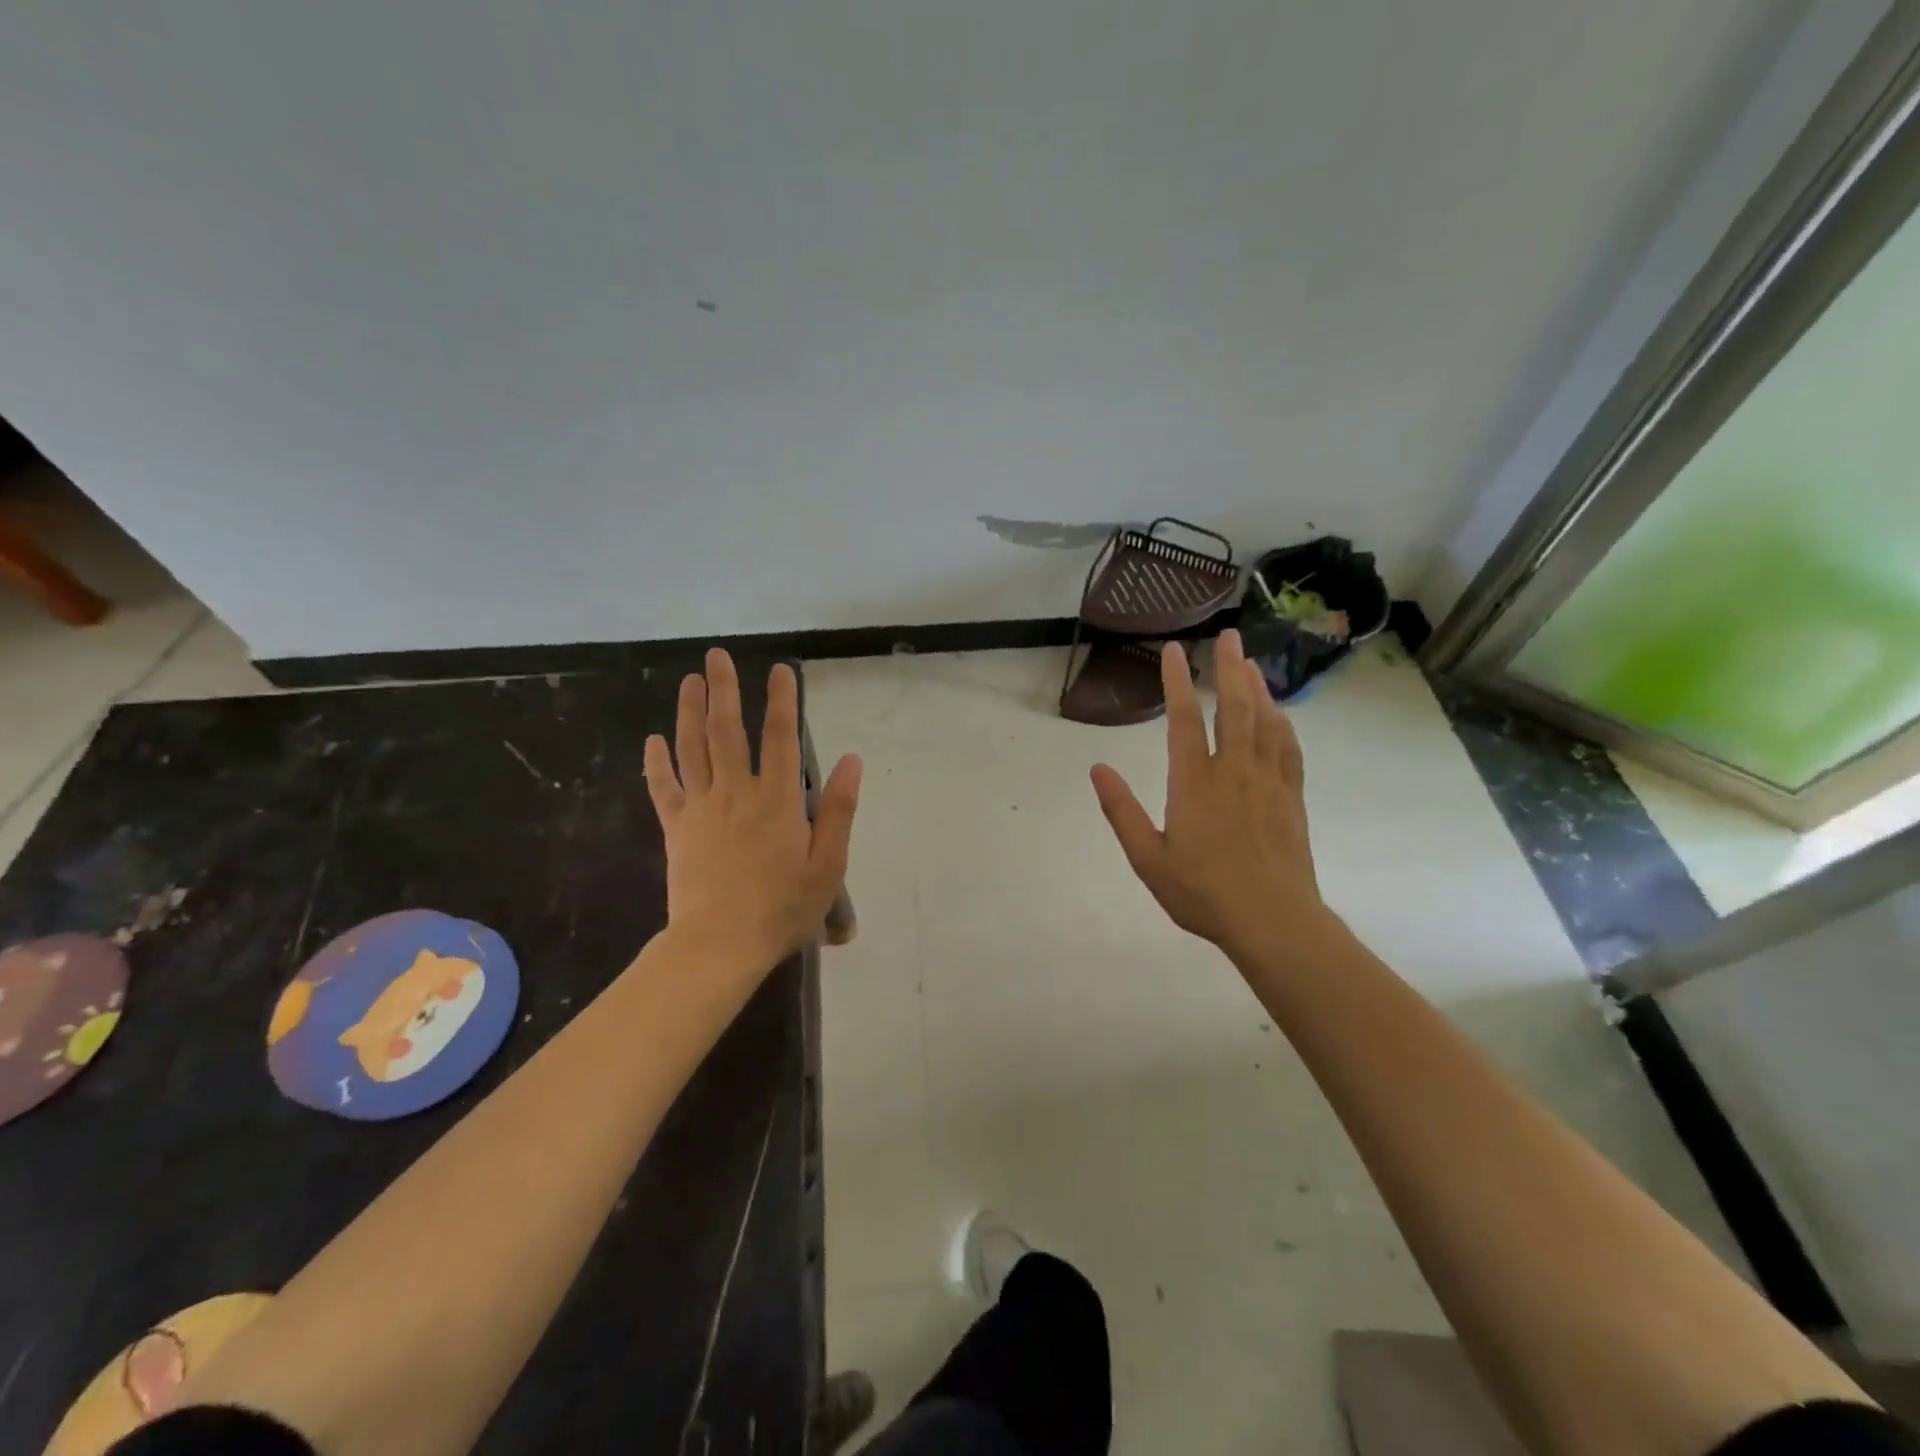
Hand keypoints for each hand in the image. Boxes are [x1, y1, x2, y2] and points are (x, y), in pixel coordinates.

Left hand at [644, 650, 862, 971]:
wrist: (719, 945)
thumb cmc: (782, 908)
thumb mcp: (828, 865)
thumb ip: (839, 810)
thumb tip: (852, 760)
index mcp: (777, 800)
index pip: (779, 737)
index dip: (781, 700)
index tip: (780, 669)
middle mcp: (736, 793)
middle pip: (726, 731)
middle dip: (723, 690)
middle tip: (716, 656)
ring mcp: (701, 809)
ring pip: (692, 749)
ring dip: (688, 711)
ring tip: (689, 680)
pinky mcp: (677, 829)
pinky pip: (664, 789)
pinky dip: (657, 763)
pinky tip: (653, 740)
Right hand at [1090, 630, 1328, 959]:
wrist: (1272, 921)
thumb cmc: (1202, 892)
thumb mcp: (1147, 858)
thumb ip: (1121, 811)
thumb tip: (1096, 769)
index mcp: (1194, 783)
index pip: (1183, 720)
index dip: (1176, 682)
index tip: (1173, 650)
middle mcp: (1233, 771)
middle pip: (1233, 708)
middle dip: (1228, 669)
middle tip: (1227, 636)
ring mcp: (1267, 782)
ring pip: (1264, 722)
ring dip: (1257, 688)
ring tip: (1249, 663)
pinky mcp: (1291, 798)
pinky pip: (1288, 749)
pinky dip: (1282, 723)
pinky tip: (1279, 713)